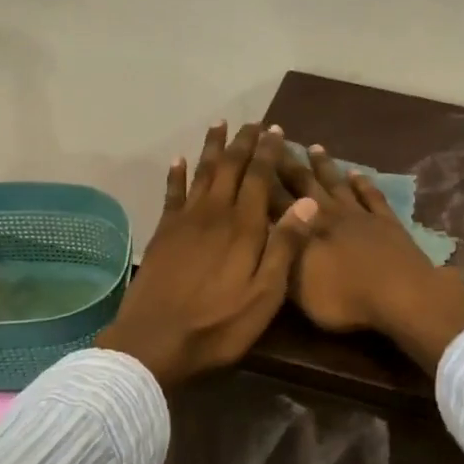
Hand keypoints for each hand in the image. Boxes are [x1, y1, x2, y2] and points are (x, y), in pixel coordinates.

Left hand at [96, 122, 317, 389]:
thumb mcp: (265, 295)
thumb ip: (285, 247)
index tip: (276, 130)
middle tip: (253, 122)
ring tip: (219, 125)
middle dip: (243, 143)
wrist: (156, 341)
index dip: (269, 152)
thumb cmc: (219, 324)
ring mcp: (184, 222)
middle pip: (230, 168)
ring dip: (211, 148)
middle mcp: (214, 213)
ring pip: (201, 173)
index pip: (260, 177)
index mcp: (244, 227)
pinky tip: (178, 160)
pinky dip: (176, 175)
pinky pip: (171, 194)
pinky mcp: (163, 234)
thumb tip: (307, 203)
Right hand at [276, 144, 463, 373]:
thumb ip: (280, 257)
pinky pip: (371, 196)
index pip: (274, 199)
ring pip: (337, 183)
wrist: (400, 294)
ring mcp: (359, 215)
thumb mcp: (297, 288)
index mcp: (303, 229)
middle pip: (303, 183)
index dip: (261, 177)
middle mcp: (328, 214)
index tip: (249, 154)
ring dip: (324, 165)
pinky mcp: (387, 222)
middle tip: (276, 137)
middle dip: (287, 162)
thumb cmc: (343, 298)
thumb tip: (264, 233)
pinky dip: (363, 183)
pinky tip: (357, 173)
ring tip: (314, 147)